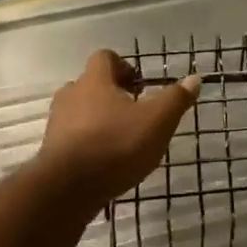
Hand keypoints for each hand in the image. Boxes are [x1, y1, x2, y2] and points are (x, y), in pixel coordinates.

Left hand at [36, 50, 200, 200]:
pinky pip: (72, 138)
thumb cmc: (116, 144)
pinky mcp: (51, 151)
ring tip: (120, 139)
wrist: (68, 188)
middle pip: (90, 85)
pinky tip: (105, 162)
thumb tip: (195, 79)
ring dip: (98, 120)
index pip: (105, 58)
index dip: (123, 66)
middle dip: (111, 96)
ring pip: (79, 112)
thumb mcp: (157, 121)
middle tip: (133, 113)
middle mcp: (71, 95)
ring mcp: (57, 124)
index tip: (139, 85)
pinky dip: (87, 144)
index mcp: (95, 81)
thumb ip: (176, 98)